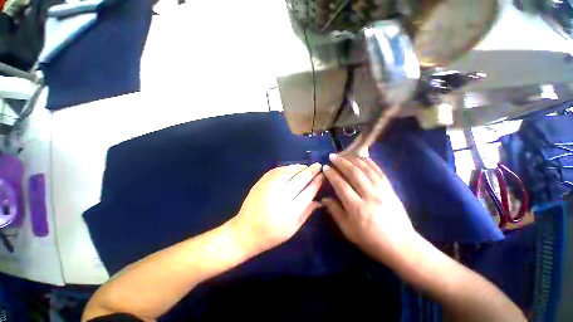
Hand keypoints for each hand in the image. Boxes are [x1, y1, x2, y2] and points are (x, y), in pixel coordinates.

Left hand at [229, 164, 323, 254]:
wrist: (244, 231)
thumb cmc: (271, 235)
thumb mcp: (292, 229)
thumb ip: (306, 213)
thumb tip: (319, 200)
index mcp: (291, 211)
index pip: (308, 191)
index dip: (317, 182)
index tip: (322, 175)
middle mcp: (281, 196)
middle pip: (300, 179)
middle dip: (311, 171)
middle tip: (318, 165)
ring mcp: (270, 187)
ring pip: (289, 171)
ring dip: (300, 167)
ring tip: (307, 166)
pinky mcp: (261, 182)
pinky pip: (277, 170)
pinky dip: (287, 167)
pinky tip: (293, 167)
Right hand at [322, 154, 417, 267]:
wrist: (402, 246)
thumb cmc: (371, 241)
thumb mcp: (349, 231)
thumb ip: (335, 212)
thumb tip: (324, 199)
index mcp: (357, 209)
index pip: (341, 185)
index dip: (332, 174)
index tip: (325, 167)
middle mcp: (370, 197)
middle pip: (354, 174)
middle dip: (341, 163)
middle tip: (332, 156)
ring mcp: (383, 191)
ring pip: (366, 170)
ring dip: (353, 160)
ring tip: (344, 154)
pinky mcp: (391, 190)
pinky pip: (379, 172)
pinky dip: (370, 163)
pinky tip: (362, 157)